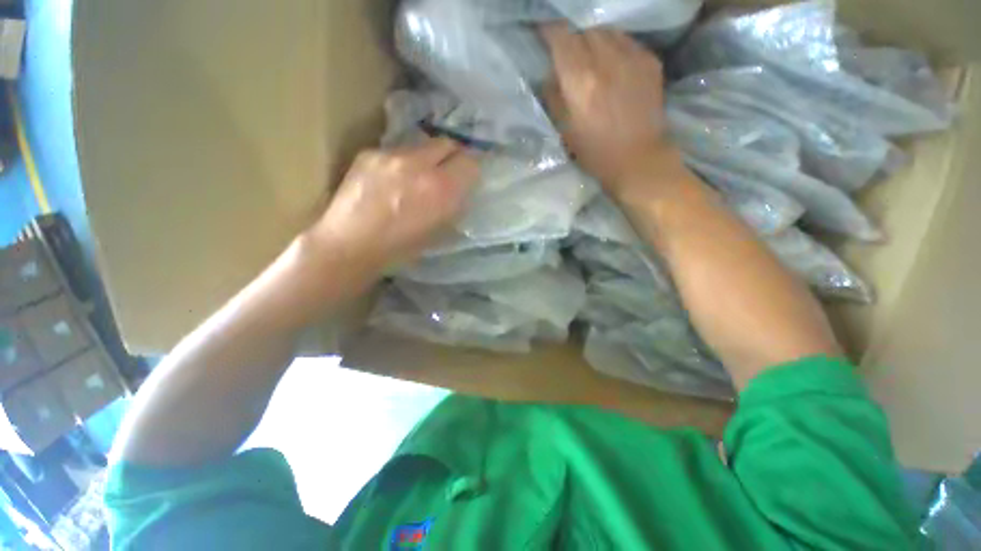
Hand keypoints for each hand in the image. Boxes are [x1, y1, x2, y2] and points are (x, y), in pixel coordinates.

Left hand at [307, 137, 478, 277]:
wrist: (351, 244)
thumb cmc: (401, 248)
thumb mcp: (440, 232)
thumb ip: (454, 205)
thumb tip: (460, 190)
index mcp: (441, 189)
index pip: (470, 161)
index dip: (471, 169)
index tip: (468, 177)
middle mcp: (419, 165)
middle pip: (447, 143)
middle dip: (452, 155)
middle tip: (447, 171)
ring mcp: (392, 155)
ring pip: (422, 145)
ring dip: (427, 158)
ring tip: (416, 177)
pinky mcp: (370, 152)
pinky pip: (397, 151)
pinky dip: (402, 163)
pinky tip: (391, 180)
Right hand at [541, 24, 673, 190]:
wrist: (637, 159)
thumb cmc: (595, 152)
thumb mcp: (564, 130)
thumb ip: (553, 97)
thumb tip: (550, 74)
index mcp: (580, 80)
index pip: (561, 39)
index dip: (550, 33)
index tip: (544, 35)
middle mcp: (606, 60)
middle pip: (584, 32)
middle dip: (573, 39)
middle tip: (570, 55)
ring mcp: (631, 58)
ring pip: (607, 32)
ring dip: (595, 41)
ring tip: (593, 58)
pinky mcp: (650, 61)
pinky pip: (627, 42)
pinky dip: (616, 47)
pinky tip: (614, 66)